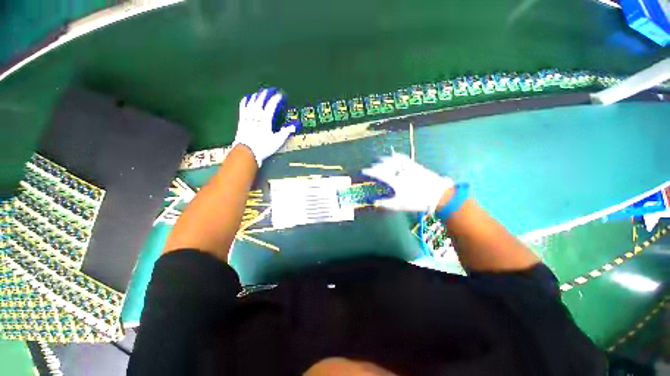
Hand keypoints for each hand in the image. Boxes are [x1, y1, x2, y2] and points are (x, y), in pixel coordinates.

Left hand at [233, 88, 298, 166]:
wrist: (247, 152)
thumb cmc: (263, 147)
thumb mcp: (277, 141)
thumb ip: (285, 132)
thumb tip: (293, 127)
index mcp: (265, 119)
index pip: (271, 105)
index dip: (276, 99)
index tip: (280, 95)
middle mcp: (256, 116)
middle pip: (260, 101)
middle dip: (265, 94)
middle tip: (269, 90)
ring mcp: (247, 117)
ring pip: (251, 102)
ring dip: (256, 96)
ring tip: (259, 93)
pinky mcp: (242, 120)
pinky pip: (243, 107)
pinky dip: (245, 101)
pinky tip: (246, 98)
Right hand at [362, 152, 453, 212]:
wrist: (437, 195)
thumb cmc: (417, 201)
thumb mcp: (399, 205)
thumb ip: (385, 203)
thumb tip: (374, 202)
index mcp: (394, 181)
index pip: (378, 173)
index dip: (370, 172)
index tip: (364, 171)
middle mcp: (399, 171)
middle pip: (384, 165)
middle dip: (376, 166)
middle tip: (371, 168)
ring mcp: (407, 167)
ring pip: (393, 160)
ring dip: (384, 159)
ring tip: (379, 160)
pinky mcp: (414, 165)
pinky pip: (403, 158)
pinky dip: (396, 156)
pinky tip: (394, 155)